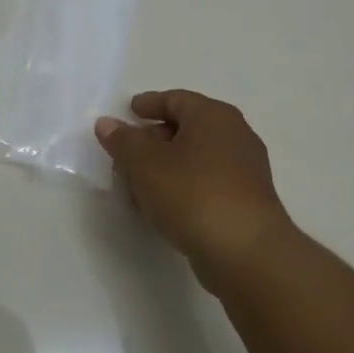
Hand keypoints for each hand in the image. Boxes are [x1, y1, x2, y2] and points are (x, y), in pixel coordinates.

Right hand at [95, 90, 298, 295]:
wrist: (246, 253)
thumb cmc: (193, 194)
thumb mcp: (145, 164)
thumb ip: (122, 141)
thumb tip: (107, 124)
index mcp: (213, 116)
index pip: (176, 99)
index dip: (149, 103)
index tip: (128, 112)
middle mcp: (235, 136)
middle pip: (186, 128)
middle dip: (153, 139)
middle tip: (126, 154)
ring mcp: (244, 172)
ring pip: (195, 160)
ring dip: (165, 168)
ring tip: (136, 185)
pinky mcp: (245, 203)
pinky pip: (205, 185)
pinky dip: (181, 188)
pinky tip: (160, 208)